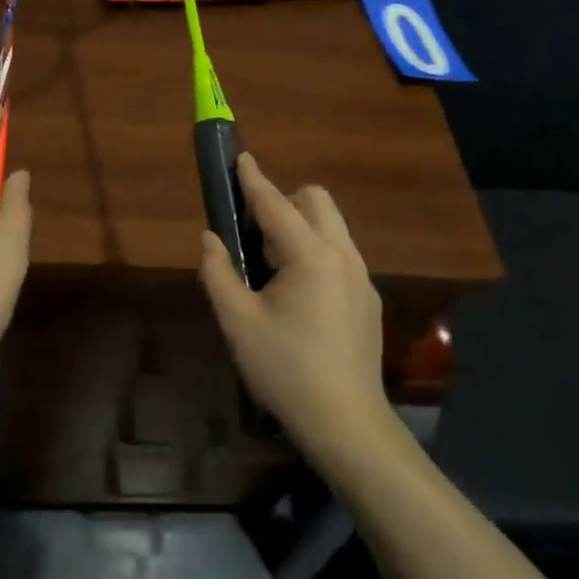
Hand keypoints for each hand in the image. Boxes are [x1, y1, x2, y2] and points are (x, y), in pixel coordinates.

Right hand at [199, 154, 390, 456]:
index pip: (275, 204)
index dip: (253, 179)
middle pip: (316, 201)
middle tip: (254, 235)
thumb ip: (218, 272)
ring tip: (272, 269)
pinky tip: (298, 297)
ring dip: (300, 228)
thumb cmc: (284, 369)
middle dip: (284, 201)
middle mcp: (342, 256)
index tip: (239, 157)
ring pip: (331, 228)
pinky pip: (340, 254)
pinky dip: (316, 253)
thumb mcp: (237, 322)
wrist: (345, 421)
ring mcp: (361, 277)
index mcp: (310, 256)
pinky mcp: (368, 299)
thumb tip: (210, 238)